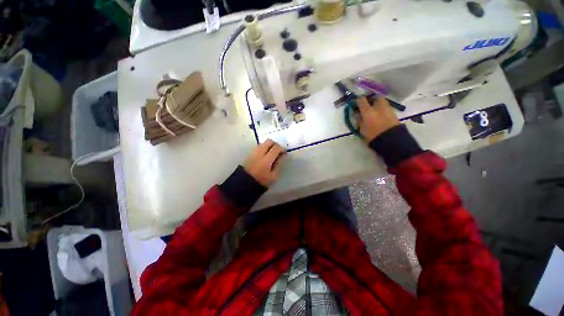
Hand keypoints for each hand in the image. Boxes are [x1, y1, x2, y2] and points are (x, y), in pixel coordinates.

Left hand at [243, 139, 285, 186]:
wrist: (244, 184)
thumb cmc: (261, 181)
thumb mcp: (273, 176)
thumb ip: (279, 164)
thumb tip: (283, 156)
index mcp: (266, 159)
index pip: (276, 148)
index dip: (282, 149)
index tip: (284, 154)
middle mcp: (259, 153)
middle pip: (269, 141)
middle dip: (275, 145)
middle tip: (279, 151)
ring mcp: (253, 152)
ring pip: (263, 143)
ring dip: (269, 146)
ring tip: (272, 154)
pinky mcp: (250, 154)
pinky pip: (259, 147)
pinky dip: (264, 148)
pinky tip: (265, 155)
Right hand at [357, 96, 399, 141]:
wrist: (391, 140)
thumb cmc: (372, 136)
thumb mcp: (362, 129)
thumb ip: (359, 120)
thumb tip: (357, 114)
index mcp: (368, 111)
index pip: (361, 100)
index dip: (358, 100)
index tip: (356, 103)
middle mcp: (378, 107)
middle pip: (375, 97)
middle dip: (371, 98)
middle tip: (367, 104)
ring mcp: (387, 108)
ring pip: (382, 101)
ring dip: (377, 103)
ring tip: (373, 110)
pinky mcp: (393, 113)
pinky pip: (386, 107)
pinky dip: (382, 108)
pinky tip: (379, 114)